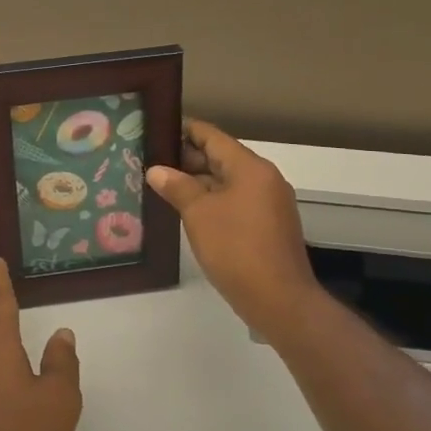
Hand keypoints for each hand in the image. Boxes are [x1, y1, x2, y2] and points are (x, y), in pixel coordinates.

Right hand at [147, 118, 322, 344]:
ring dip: (198, 182)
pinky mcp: (269, 226)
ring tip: (163, 185)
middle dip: (187, 159)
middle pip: (221, 158)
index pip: (213, 136)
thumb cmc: (236, 248)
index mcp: (250, 168)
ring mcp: (269, 203)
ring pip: (228, 182)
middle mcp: (264, 179)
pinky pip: (236, 201)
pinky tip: (188, 211)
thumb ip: (177, 187)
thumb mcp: (198, 214)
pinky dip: (213, 201)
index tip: (157, 130)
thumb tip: (156, 170)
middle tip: (151, 161)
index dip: (184, 131)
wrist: (279, 300)